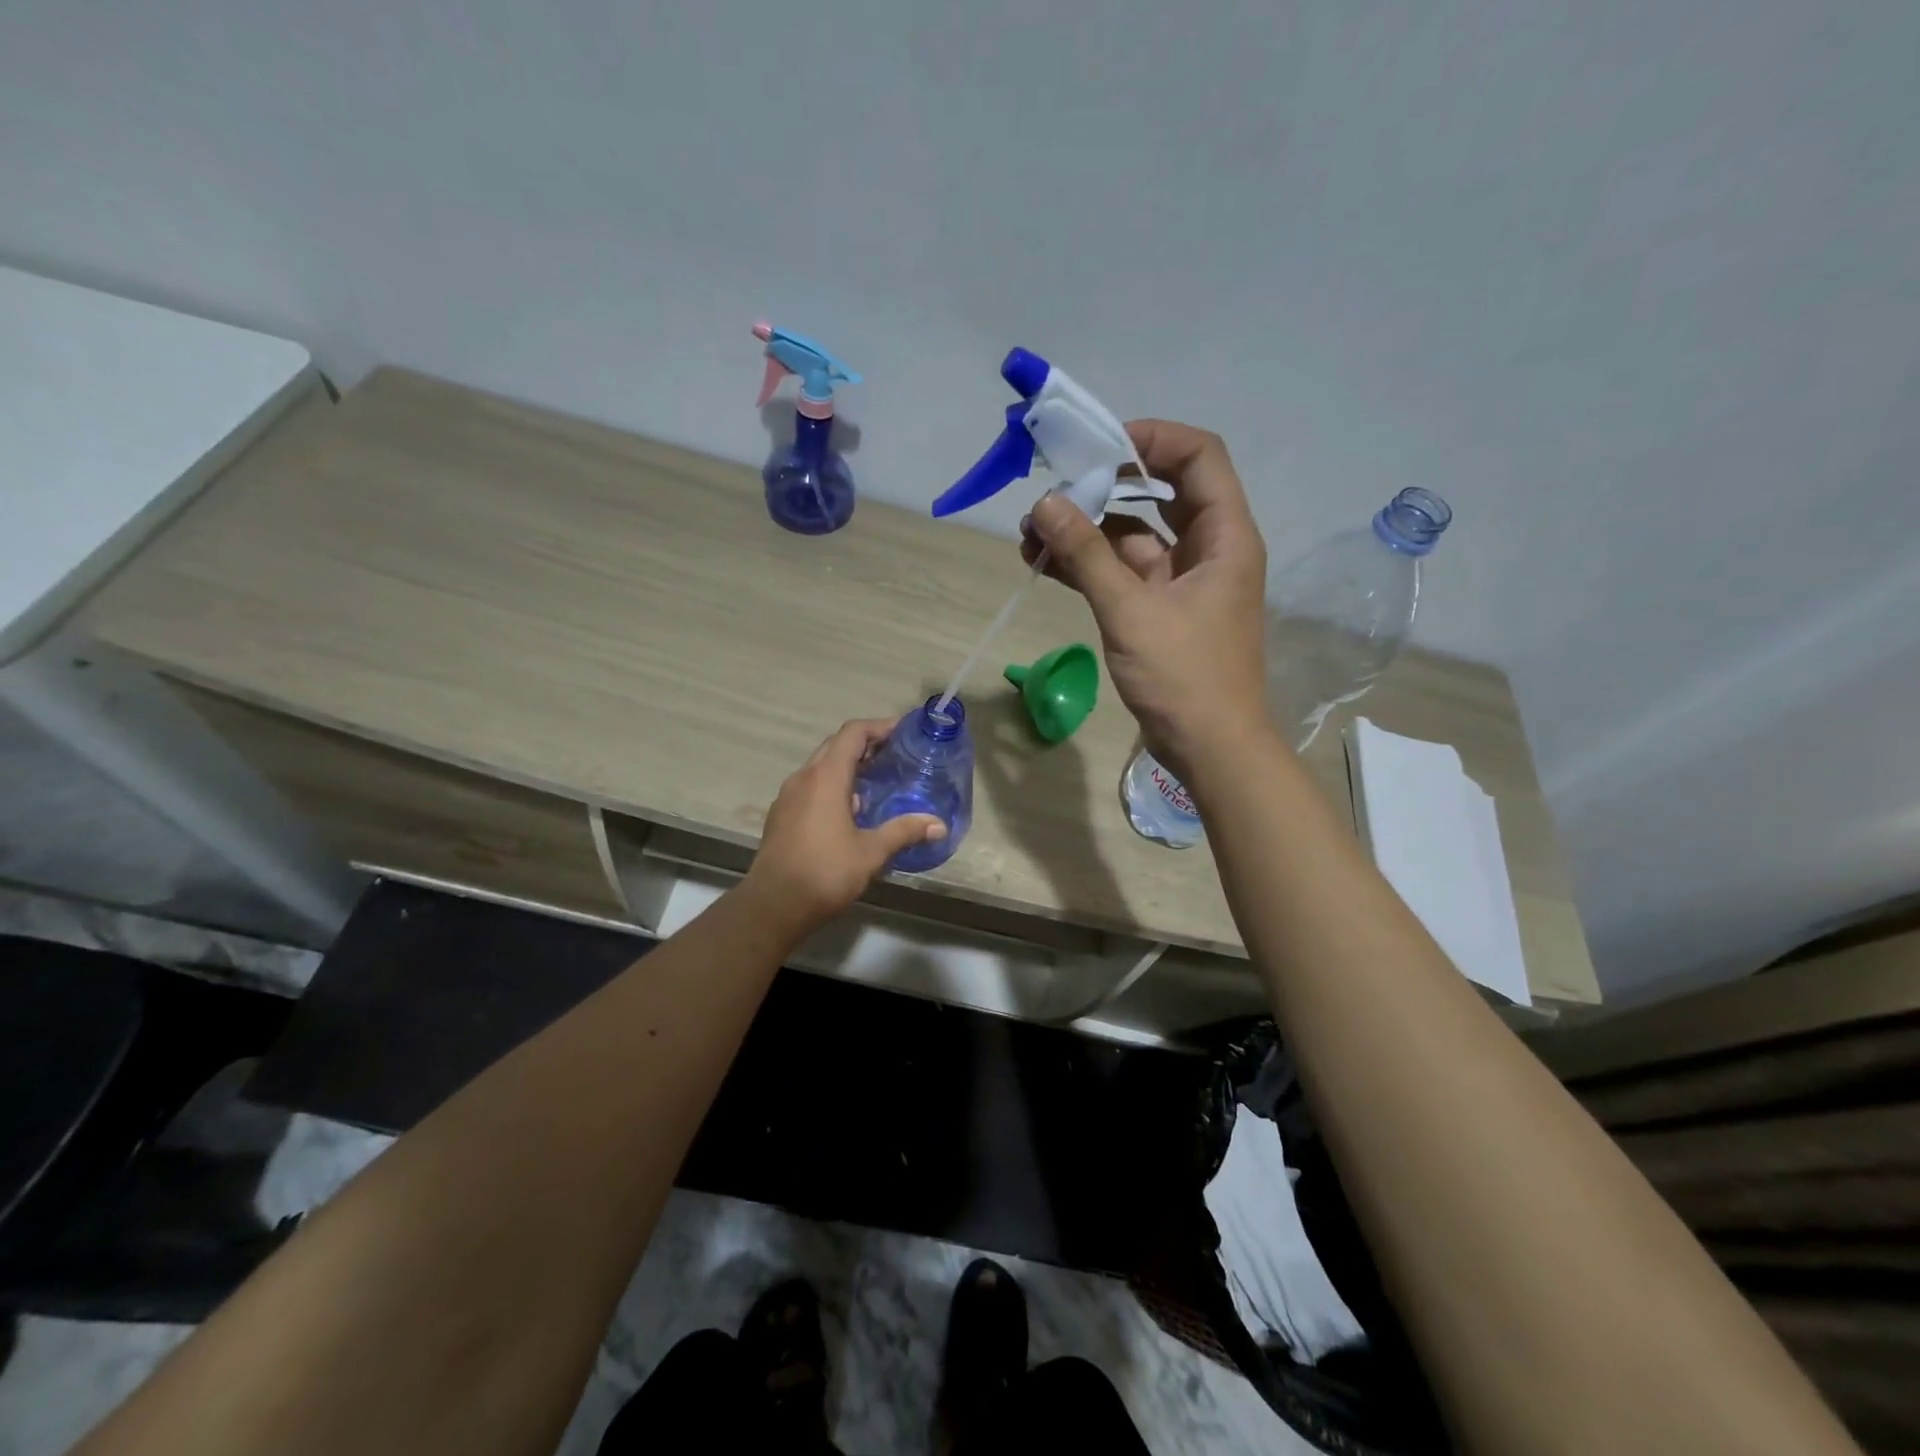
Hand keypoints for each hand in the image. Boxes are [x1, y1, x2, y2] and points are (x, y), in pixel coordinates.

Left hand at [740, 719, 945, 937]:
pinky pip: (810, 786)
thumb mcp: (871, 852)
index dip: (878, 726)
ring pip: (820, 765)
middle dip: (865, 744)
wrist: (774, 905)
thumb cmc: (825, 872)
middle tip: (894, 754)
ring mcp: (788, 796)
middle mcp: (803, 777)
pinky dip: (832, 784)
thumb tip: (938, 825)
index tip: (902, 731)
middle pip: (835, 745)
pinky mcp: (781, 814)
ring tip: (876, 780)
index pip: (852, 733)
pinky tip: (850, 809)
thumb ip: (904, 832)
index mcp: (825, 777)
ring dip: (847, 765)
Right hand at [1022, 421, 1269, 775]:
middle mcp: (1207, 549)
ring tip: (1031, 533)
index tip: (1097, 446)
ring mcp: (1182, 581)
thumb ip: (1087, 554)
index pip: (1197, 456)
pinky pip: (1123, 573)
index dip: (1151, 438)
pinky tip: (1046, 563)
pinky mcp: (1160, 610)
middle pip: (1159, 492)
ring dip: (1086, 531)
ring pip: (1133, 536)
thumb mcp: (1131, 611)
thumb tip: (1046, 502)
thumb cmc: (1184, 677)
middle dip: (1103, 486)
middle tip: (1053, 489)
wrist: (1210, 748)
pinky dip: (1089, 566)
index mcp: (1224, 536)